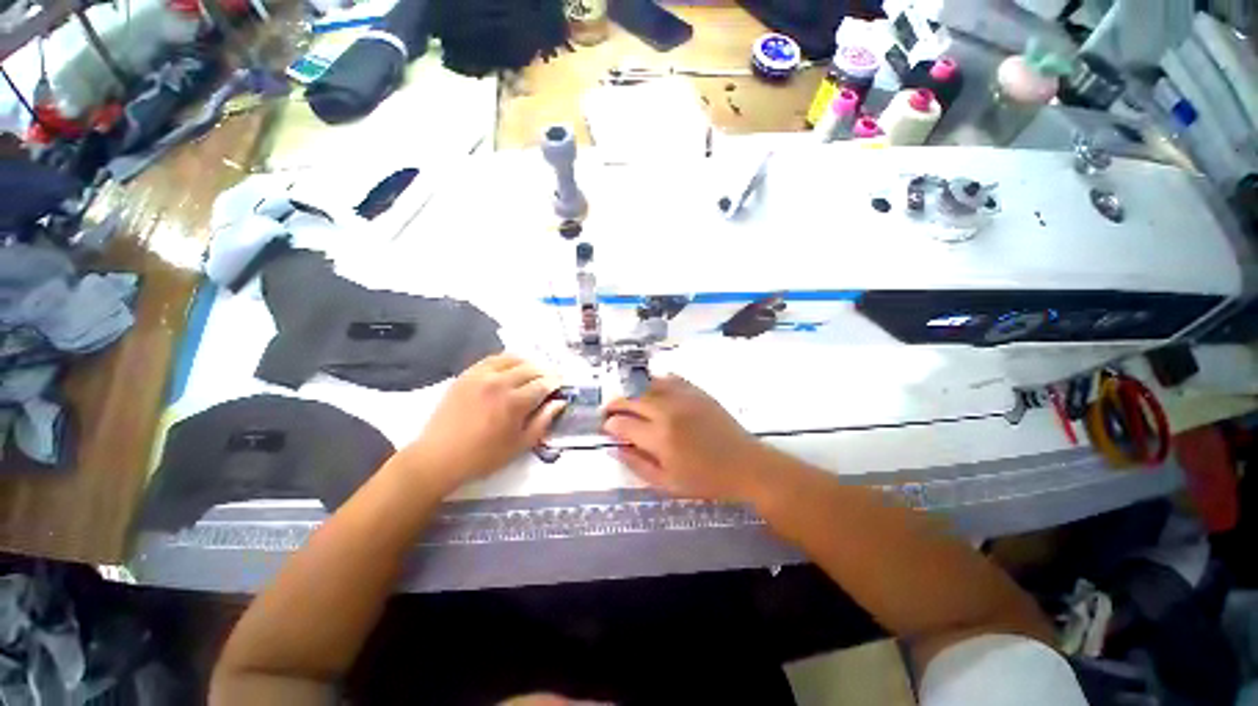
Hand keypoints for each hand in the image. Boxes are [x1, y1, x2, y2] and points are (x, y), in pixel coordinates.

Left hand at [398, 354, 565, 493]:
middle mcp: (500, 383)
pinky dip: (507, 360)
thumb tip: (560, 402)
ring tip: (534, 372)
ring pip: (513, 359)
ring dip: (528, 364)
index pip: (543, 384)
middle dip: (545, 373)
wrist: (438, 457)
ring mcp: (481, 376)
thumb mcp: (520, 445)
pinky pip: (493, 359)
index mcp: (514, 403)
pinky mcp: (467, 374)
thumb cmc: (483, 456)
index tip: (562, 385)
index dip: (556, 383)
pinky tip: (511, 367)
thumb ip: (543, 421)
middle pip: (531, 369)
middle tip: (551, 379)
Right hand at [602, 376, 774, 502]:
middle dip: (615, 405)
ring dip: (633, 392)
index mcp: (660, 437)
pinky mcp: (697, 391)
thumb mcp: (666, 483)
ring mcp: (683, 397)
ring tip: (629, 401)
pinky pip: (670, 379)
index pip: (623, 424)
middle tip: (609, 412)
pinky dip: (656, 382)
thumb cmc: (705, 480)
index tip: (606, 428)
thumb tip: (614, 448)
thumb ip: (636, 465)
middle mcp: (668, 411)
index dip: (610, 425)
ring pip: (648, 384)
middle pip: (631, 399)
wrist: (745, 465)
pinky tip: (653, 391)